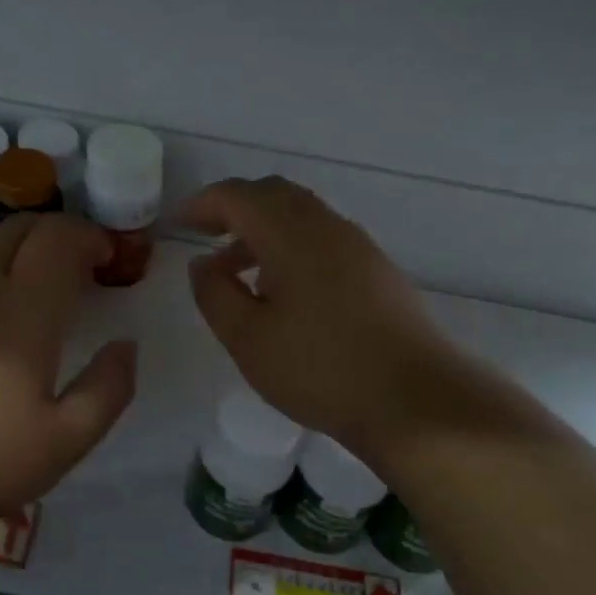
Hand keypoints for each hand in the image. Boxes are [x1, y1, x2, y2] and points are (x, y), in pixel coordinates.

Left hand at [0, 213, 137, 544]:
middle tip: (70, 265)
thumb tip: (126, 344)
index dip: (88, 236)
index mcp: (24, 312)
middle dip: (55, 233)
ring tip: (22, 268)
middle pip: (20, 226)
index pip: (59, 238)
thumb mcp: (64, 442)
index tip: (103, 259)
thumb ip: (108, 389)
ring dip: (11, 237)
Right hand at [180, 177, 532, 462]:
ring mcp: (357, 245)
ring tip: (238, 270)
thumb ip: (215, 293)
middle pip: (273, 194)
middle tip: (206, 235)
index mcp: (290, 233)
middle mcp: (326, 226)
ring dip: (263, 229)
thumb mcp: (247, 339)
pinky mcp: (377, 269)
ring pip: (301, 215)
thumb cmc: (321, 369)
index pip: (237, 196)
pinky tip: (284, 290)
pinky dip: (291, 246)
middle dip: (234, 208)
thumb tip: (202, 263)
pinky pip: (323, 237)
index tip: (178, 224)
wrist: (417, 400)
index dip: (202, 204)